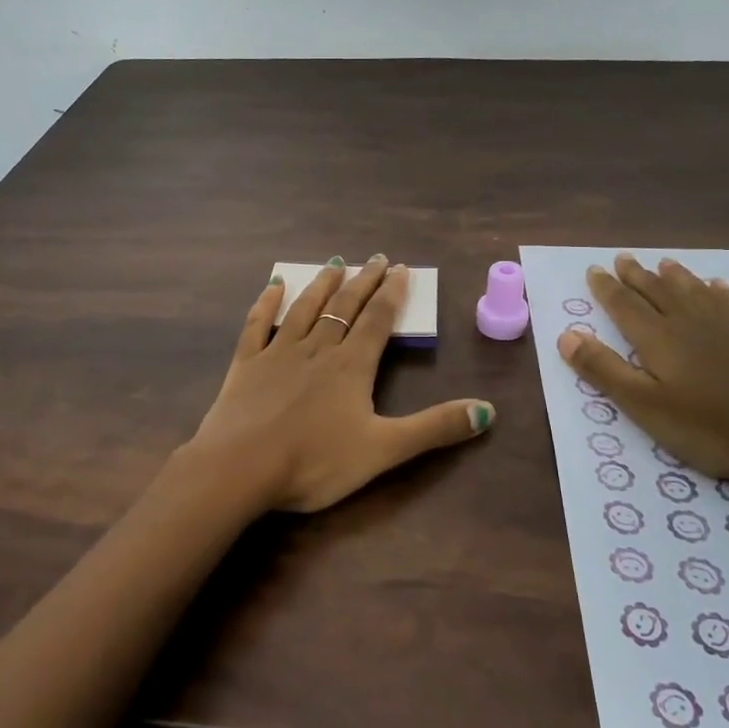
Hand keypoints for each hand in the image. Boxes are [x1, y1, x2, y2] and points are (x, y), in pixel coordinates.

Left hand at [183, 256, 494, 512]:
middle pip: (344, 308)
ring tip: (335, 264)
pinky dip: (266, 304)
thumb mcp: (384, 450)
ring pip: (305, 309)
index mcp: (351, 367)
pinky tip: (273, 286)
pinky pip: (257, 325)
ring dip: (322, 285)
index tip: (400, 269)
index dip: (391, 294)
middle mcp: (317, 349)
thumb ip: (434, 429)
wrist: (241, 468)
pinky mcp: (245, 364)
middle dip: (363, 282)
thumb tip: (488, 411)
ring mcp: (278, 353)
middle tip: (376, 259)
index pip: (377, 321)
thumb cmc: (315, 462)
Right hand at [556, 254, 728, 484]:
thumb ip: (604, 369)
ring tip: (664, 263)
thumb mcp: (645, 406)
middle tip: (623, 258)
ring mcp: (728, 327)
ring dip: (676, 277)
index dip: (607, 288)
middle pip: (658, 292)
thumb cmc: (710, 427)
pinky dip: (719, 292)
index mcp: (658, 339)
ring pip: (694, 292)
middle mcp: (689, 323)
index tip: (594, 270)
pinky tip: (717, 287)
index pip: (624, 306)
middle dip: (637, 275)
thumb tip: (566, 334)